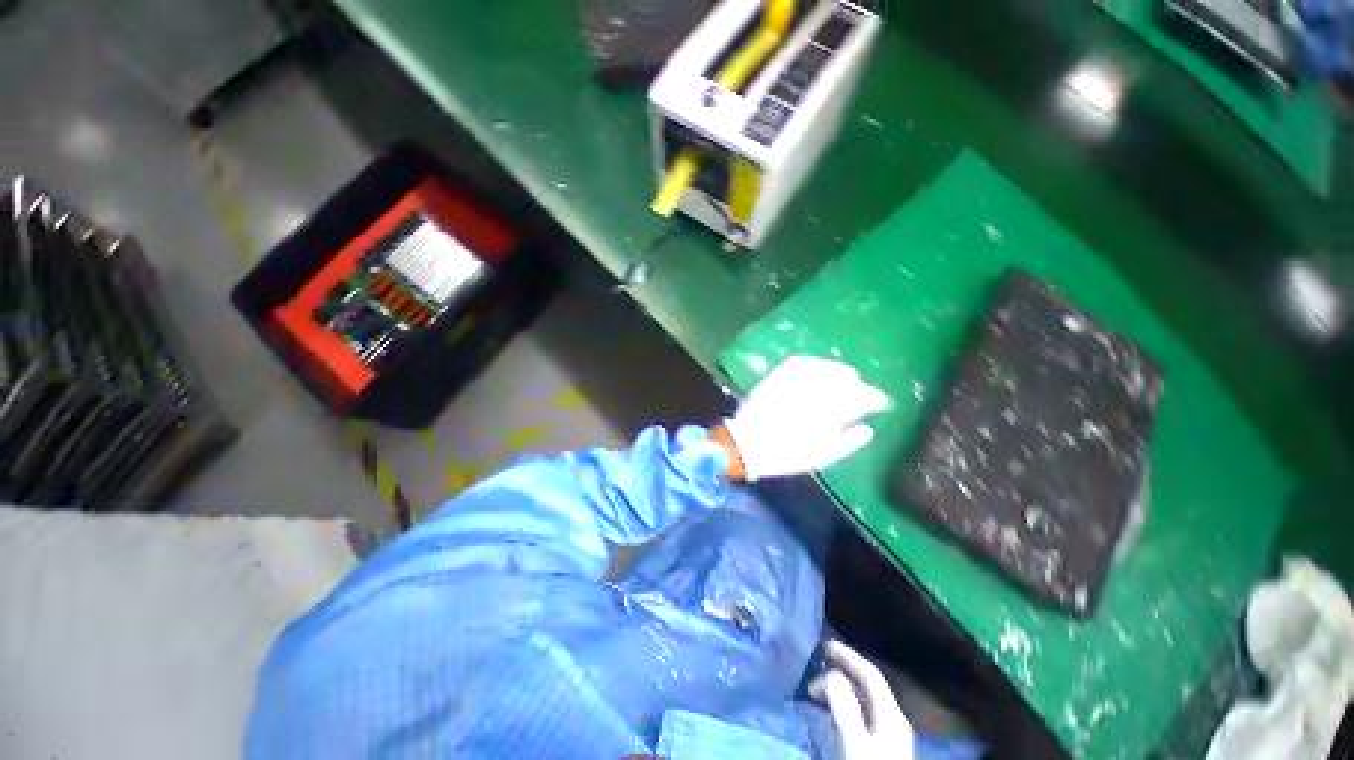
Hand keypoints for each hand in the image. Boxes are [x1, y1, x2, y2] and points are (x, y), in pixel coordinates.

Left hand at [721, 356, 888, 479]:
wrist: (747, 442)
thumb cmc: (788, 453)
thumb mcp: (823, 455)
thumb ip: (849, 440)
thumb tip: (868, 428)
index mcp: (830, 409)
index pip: (862, 396)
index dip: (875, 398)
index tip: (882, 402)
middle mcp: (816, 388)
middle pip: (846, 377)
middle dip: (857, 385)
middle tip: (859, 394)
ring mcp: (796, 378)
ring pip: (827, 367)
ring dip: (839, 373)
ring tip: (842, 382)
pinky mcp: (779, 374)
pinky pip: (803, 362)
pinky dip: (816, 365)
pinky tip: (818, 371)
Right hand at [809, 641, 913, 759]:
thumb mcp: (856, 745)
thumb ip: (845, 707)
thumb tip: (829, 674)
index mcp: (891, 716)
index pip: (870, 674)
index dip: (847, 655)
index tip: (822, 645)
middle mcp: (892, 722)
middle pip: (867, 686)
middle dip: (842, 670)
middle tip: (815, 665)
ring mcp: (887, 739)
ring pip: (863, 702)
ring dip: (841, 689)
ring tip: (816, 689)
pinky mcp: (879, 752)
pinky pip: (860, 718)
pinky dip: (843, 707)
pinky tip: (830, 715)